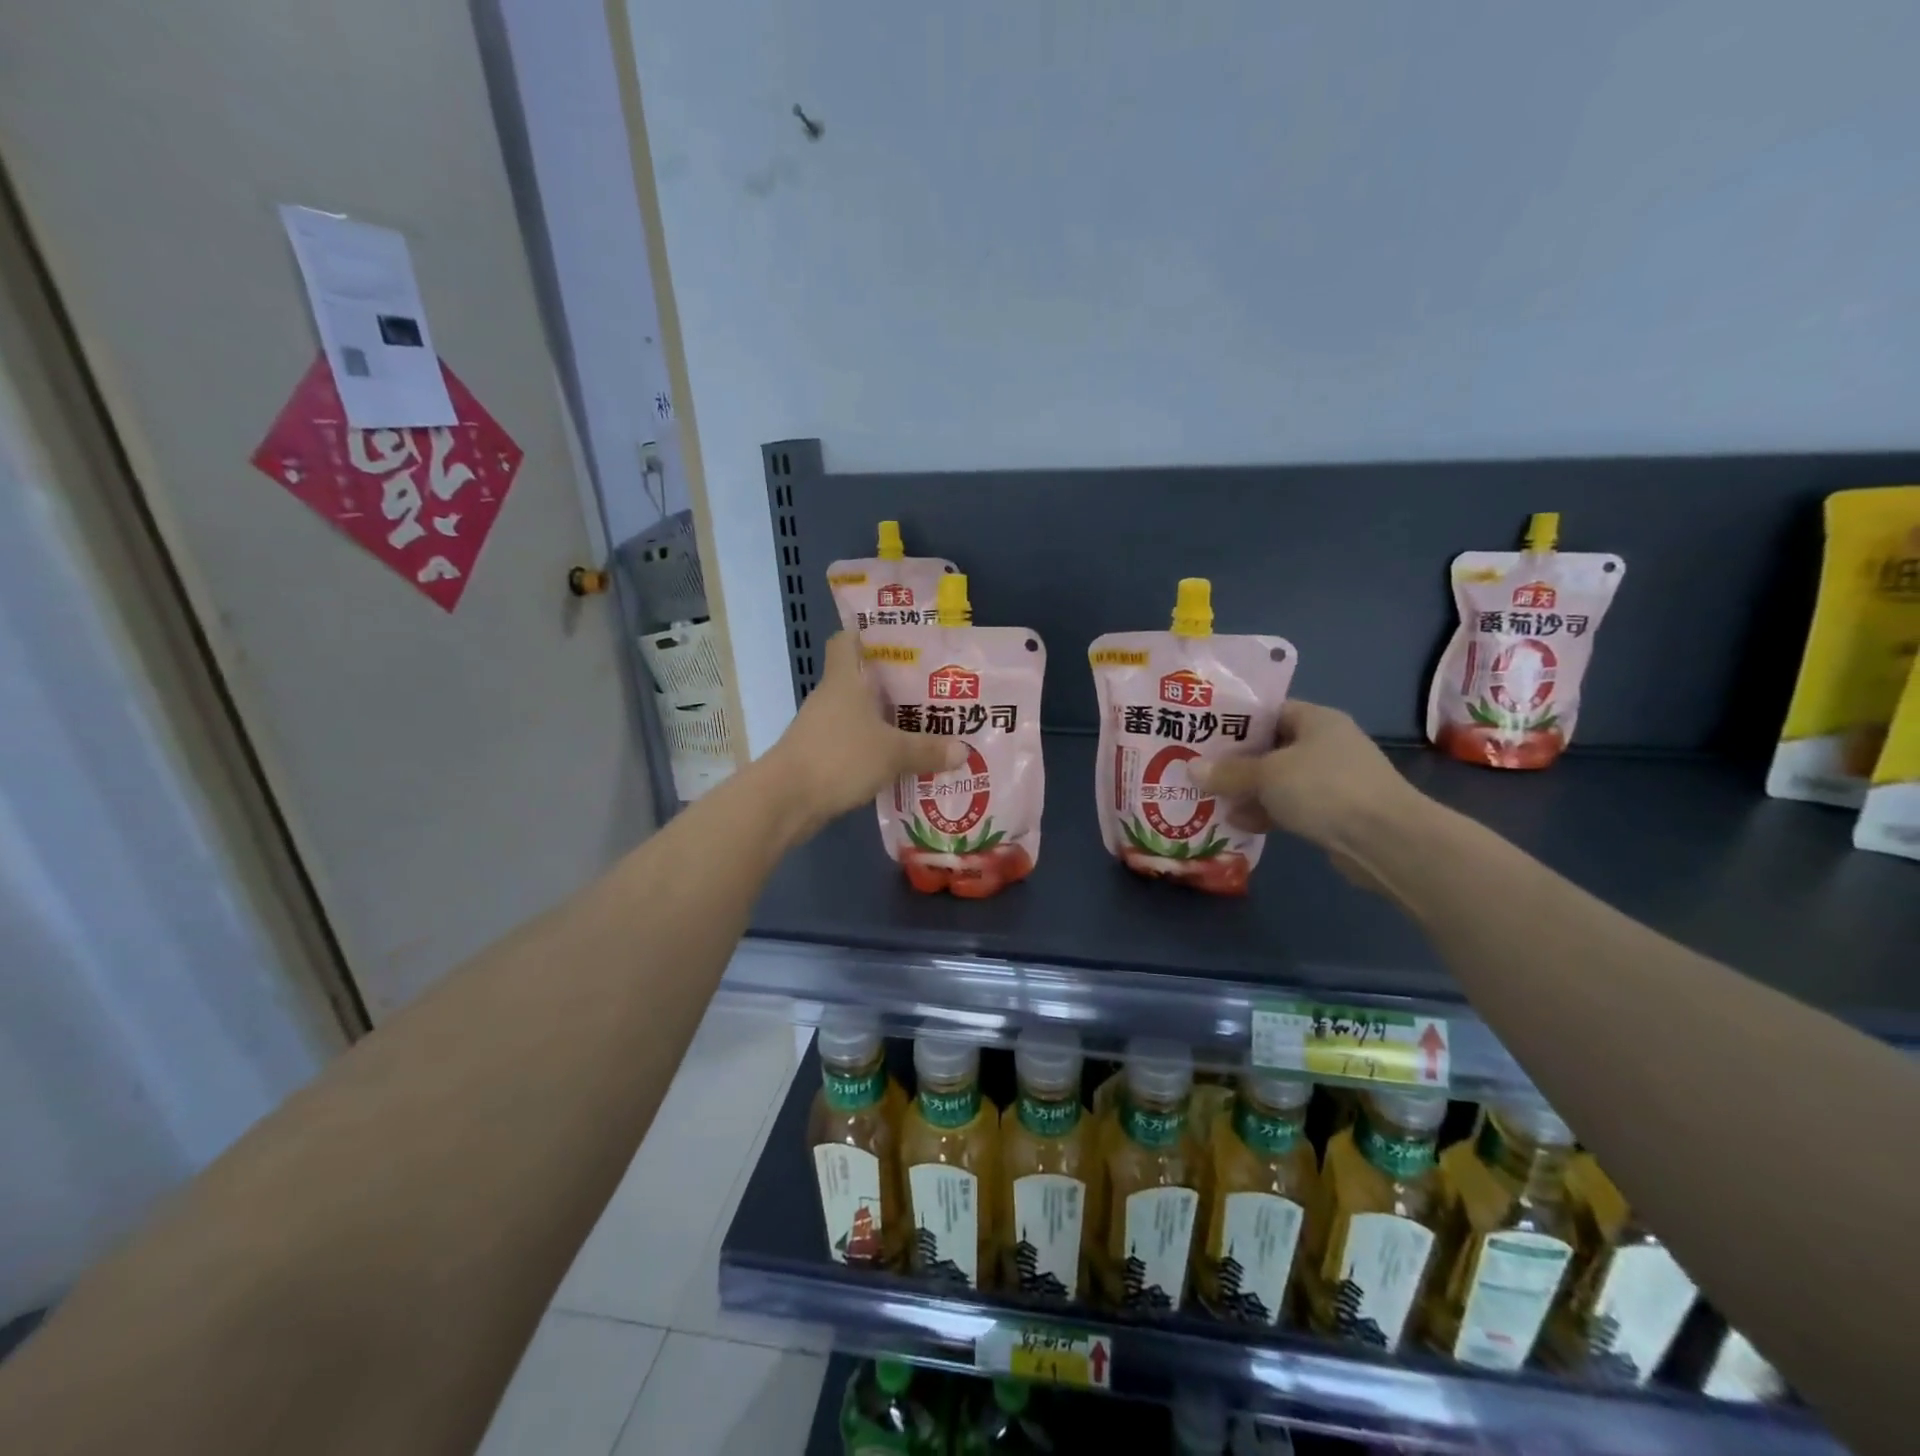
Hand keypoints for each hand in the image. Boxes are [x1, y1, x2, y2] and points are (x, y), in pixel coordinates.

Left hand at [766, 632, 965, 832]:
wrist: (786, 800)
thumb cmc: (839, 757)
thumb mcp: (892, 753)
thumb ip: (927, 750)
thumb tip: (963, 750)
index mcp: (844, 680)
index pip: (846, 641)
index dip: (867, 635)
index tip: (899, 642)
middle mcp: (830, 698)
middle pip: (860, 680)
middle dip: (893, 684)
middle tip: (931, 690)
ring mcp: (822, 728)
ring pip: (859, 715)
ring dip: (885, 720)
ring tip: (925, 727)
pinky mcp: (820, 756)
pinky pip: (854, 744)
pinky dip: (874, 749)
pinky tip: (900, 762)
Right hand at [1188, 701, 1426, 861]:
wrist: (1386, 840)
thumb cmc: (1324, 788)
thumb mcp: (1267, 774)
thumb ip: (1229, 772)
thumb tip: (1192, 769)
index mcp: (1316, 719)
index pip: (1269, 711)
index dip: (1235, 721)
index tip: (1202, 733)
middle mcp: (1326, 744)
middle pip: (1270, 747)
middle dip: (1235, 762)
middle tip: (1198, 769)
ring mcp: (1332, 779)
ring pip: (1278, 780)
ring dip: (1248, 791)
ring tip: (1210, 799)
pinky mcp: (1334, 812)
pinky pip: (1291, 805)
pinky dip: (1267, 812)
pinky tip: (1238, 823)